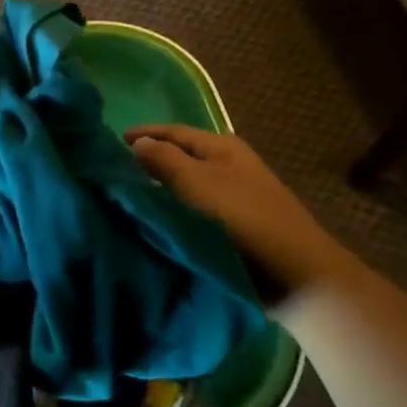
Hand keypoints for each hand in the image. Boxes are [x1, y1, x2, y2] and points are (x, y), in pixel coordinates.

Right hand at [126, 124, 350, 290]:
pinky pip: (193, 213)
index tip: (112, 143)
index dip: (144, 134)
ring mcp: (233, 198)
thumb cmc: (242, 218)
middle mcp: (228, 167)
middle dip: (150, 163)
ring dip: (160, 191)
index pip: (174, 132)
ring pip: (186, 187)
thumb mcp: (196, 182)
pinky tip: (155, 224)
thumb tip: (138, 143)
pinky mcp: (233, 228)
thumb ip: (163, 159)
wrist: (294, 274)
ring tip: (128, 200)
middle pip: (181, 158)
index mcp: (222, 147)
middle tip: (114, 173)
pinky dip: (174, 214)